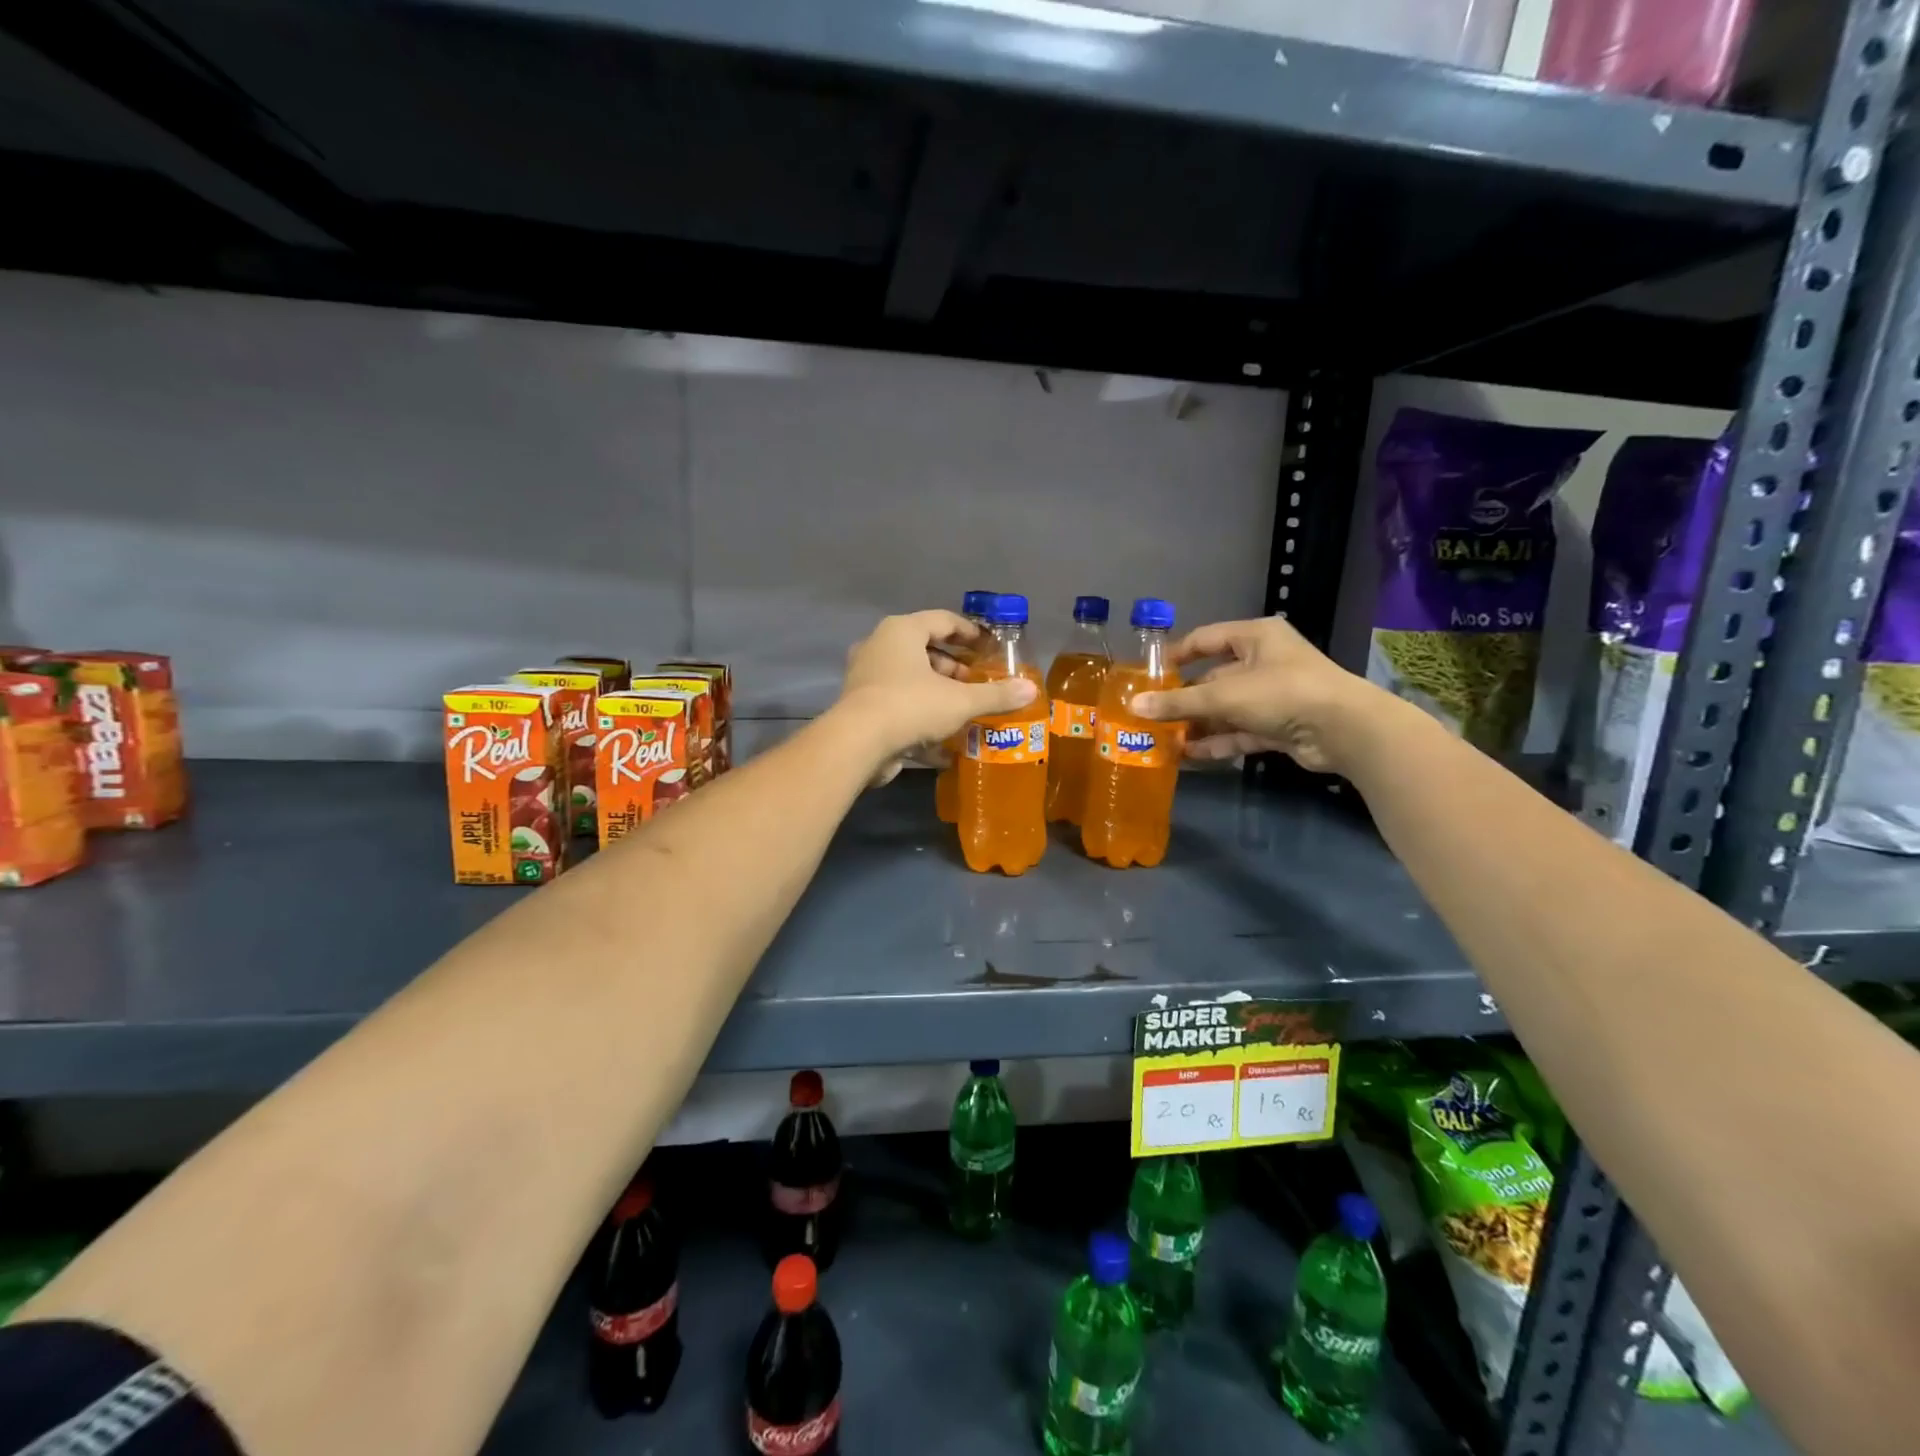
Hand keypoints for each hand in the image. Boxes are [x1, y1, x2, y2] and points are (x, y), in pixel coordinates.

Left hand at [835, 610, 1038, 769]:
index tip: (990, 647)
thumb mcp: (960, 701)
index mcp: (902, 631)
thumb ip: (995, 695)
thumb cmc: (911, 706)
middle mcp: (880, 646)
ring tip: (964, 707)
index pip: (942, 620)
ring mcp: (866, 676)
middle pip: (925, 649)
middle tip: (978, 681)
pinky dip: (918, 711)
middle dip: (954, 666)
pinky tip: (941, 733)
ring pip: (910, 677)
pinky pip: (897, 701)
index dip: (970, 632)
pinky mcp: (860, 704)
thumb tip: (1030, 689)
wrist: (857, 743)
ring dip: (937, 690)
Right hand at [1130, 616, 1388, 774]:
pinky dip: (1218, 741)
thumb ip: (1178, 702)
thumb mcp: (1224, 695)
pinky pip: (1240, 731)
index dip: (1176, 655)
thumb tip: (1134, 706)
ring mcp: (1274, 696)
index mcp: (1255, 637)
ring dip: (1198, 724)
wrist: (1343, 729)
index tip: (1148, 674)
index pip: (1205, 639)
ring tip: (1163, 740)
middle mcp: (1264, 662)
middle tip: (1151, 715)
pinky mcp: (1280, 726)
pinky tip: (1189, 755)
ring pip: (1226, 709)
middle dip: (1184, 699)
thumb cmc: (1281, 693)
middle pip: (1213, 678)